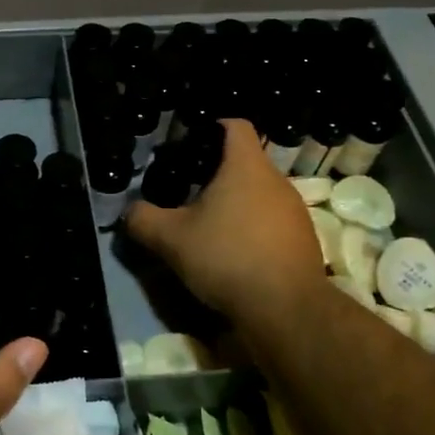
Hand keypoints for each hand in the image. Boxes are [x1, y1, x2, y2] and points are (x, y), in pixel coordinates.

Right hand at [125, 118, 326, 327]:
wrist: (286, 309)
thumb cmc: (227, 257)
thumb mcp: (171, 239)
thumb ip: (143, 219)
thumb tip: (130, 211)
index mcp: (246, 166)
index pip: (235, 125)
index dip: (212, 127)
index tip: (190, 145)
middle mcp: (276, 181)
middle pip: (246, 162)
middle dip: (218, 174)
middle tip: (188, 193)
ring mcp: (295, 211)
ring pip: (260, 194)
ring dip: (236, 205)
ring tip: (210, 228)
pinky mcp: (304, 240)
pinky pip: (273, 223)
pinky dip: (253, 230)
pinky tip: (235, 255)